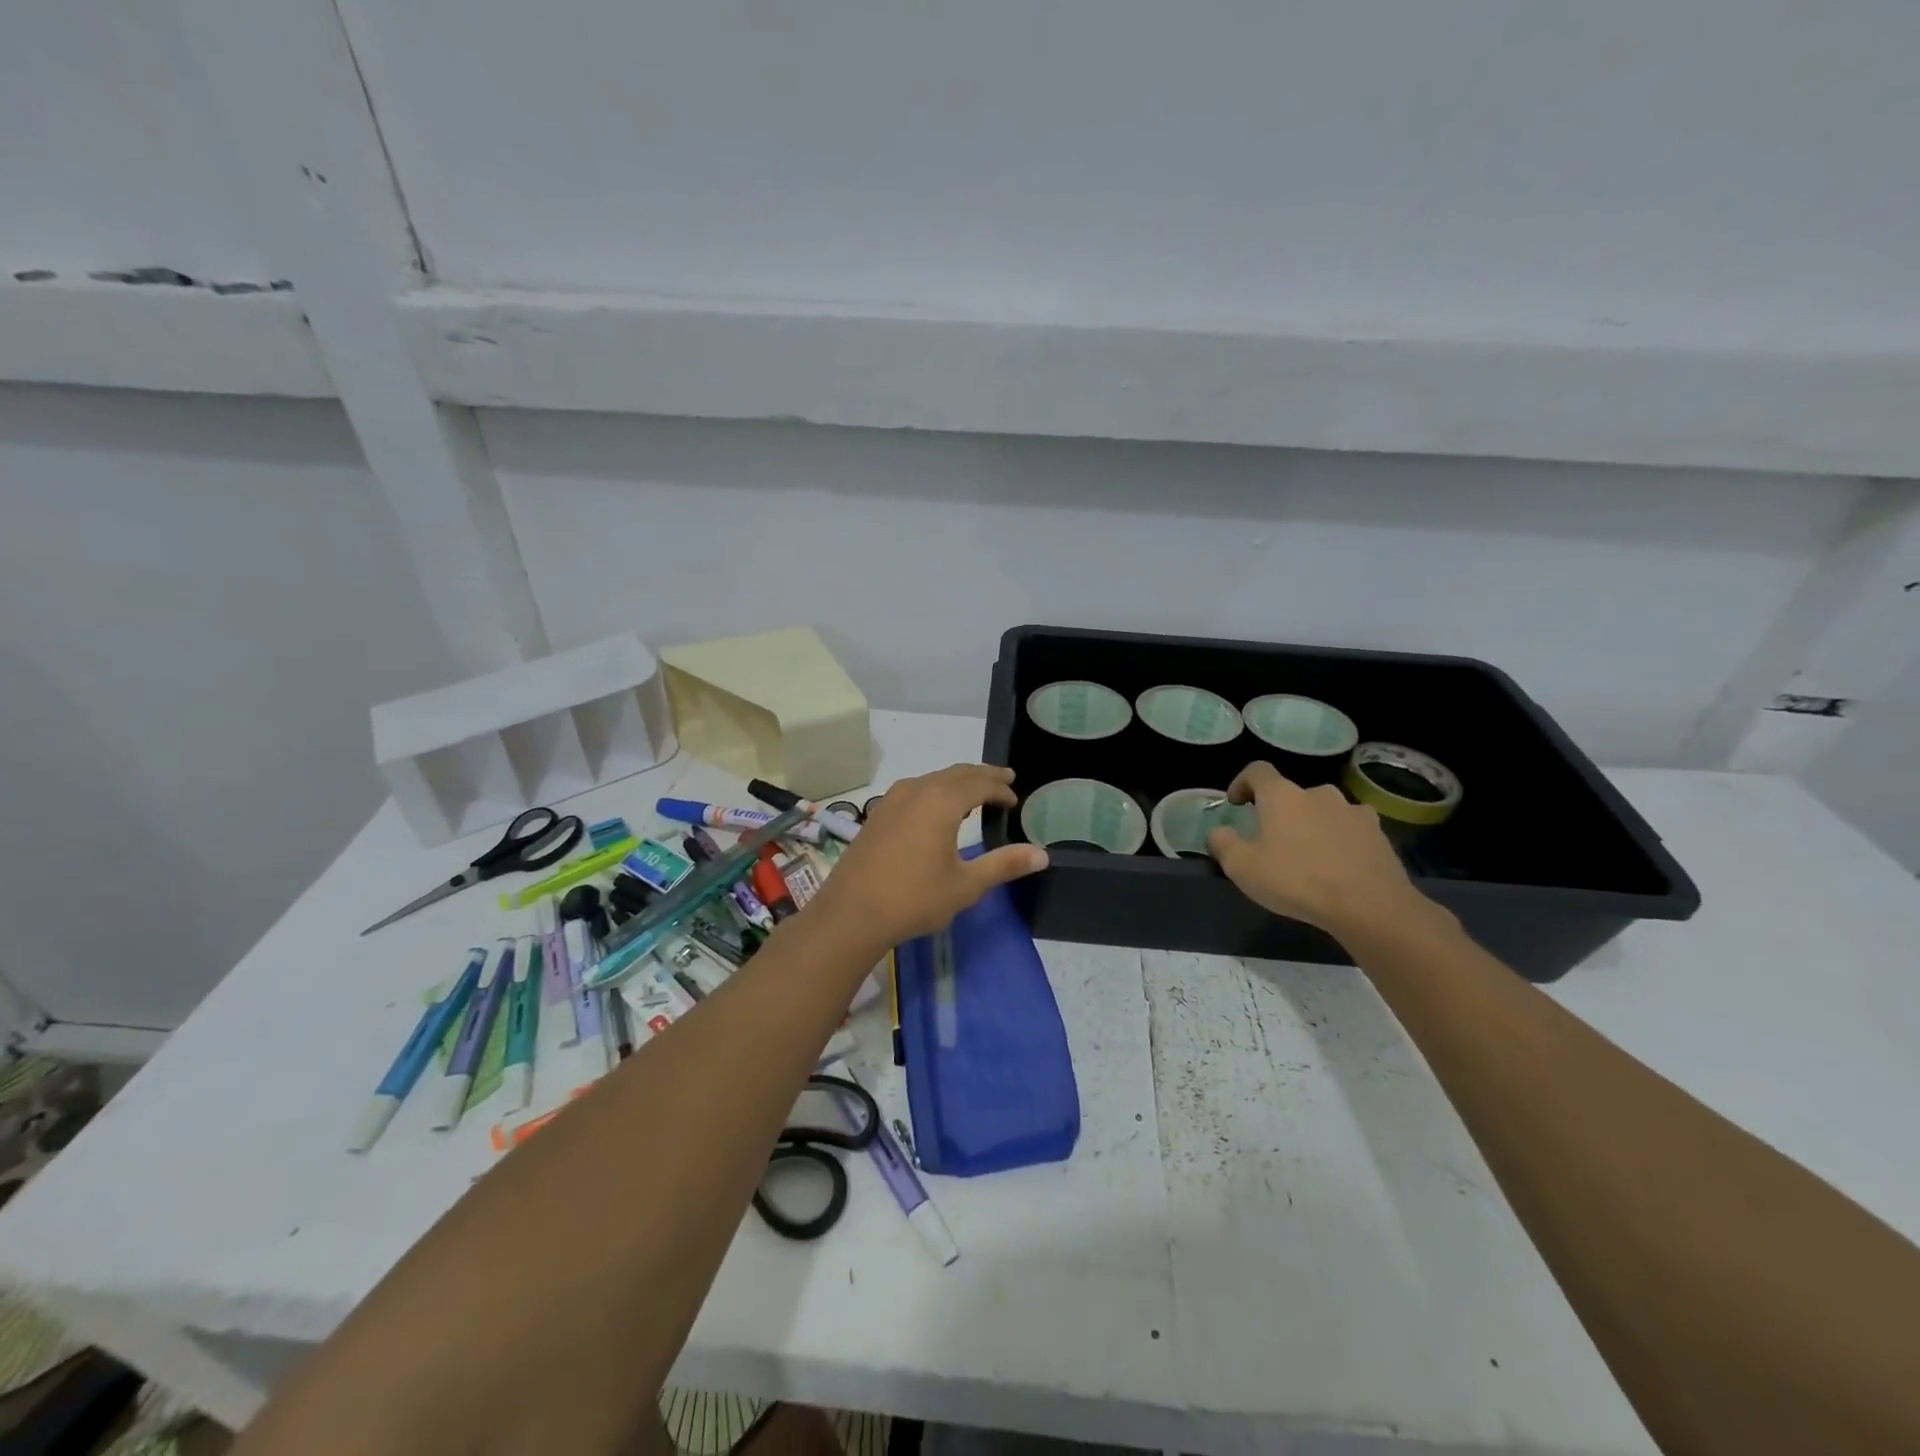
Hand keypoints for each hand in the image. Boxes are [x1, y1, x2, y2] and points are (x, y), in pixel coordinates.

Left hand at [806, 764, 1048, 948]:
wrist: (851, 913)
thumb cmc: (914, 898)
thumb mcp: (966, 885)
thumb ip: (1004, 864)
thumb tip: (1043, 854)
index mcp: (941, 801)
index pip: (979, 783)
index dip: (1000, 789)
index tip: (1015, 799)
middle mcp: (917, 790)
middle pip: (956, 773)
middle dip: (982, 775)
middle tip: (1004, 779)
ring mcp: (892, 799)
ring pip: (933, 779)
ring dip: (957, 781)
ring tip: (974, 792)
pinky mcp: (878, 814)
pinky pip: (915, 789)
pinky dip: (936, 790)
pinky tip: (936, 809)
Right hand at [1207, 761, 1429, 939]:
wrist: (1369, 906)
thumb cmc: (1296, 880)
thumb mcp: (1242, 867)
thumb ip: (1222, 843)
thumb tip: (1219, 832)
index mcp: (1282, 795)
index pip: (1257, 771)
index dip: (1242, 782)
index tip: (1236, 804)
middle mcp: (1318, 793)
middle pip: (1292, 794)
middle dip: (1279, 812)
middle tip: (1272, 842)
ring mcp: (1353, 811)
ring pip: (1323, 811)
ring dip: (1311, 825)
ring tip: (1308, 856)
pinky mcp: (1378, 833)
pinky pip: (1350, 829)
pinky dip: (1340, 840)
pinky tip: (1338, 866)